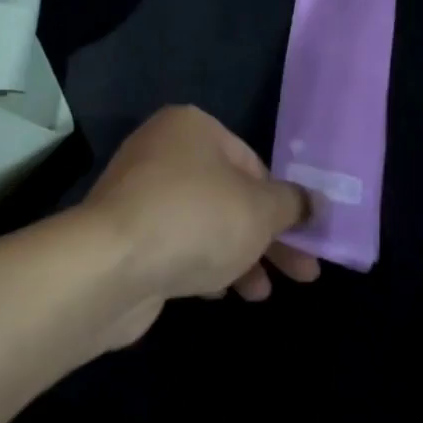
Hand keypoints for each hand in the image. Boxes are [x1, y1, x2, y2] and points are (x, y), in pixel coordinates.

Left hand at [82, 107, 317, 330]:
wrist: (111, 267)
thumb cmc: (197, 219)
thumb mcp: (261, 210)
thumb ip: (292, 204)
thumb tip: (312, 203)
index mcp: (192, 128)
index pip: (252, 163)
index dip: (281, 202)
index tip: (302, 236)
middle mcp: (162, 152)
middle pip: (230, 196)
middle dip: (267, 238)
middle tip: (302, 273)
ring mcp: (138, 195)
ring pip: (204, 224)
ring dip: (238, 258)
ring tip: (261, 294)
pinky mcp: (124, 236)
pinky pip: (175, 245)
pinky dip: (201, 266)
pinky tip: (219, 293)